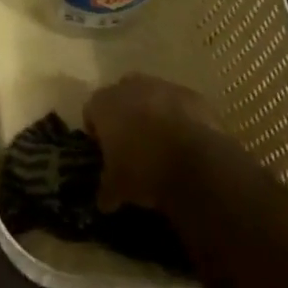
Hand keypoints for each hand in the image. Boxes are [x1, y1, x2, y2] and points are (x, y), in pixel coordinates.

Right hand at [85, 74, 220, 212]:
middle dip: (124, 116)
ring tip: (162, 145)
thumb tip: (104, 201)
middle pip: (120, 97)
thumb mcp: (118, 187)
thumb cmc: (144, 170)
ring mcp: (162, 86)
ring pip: (151, 96)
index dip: (97, 132)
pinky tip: (187, 143)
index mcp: (103, 104)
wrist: (197, 162)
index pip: (91, 112)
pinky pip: (179, 104)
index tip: (105, 152)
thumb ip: (106, 189)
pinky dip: (180, 119)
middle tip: (132, 145)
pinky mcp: (191, 95)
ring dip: (153, 114)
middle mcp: (129, 87)